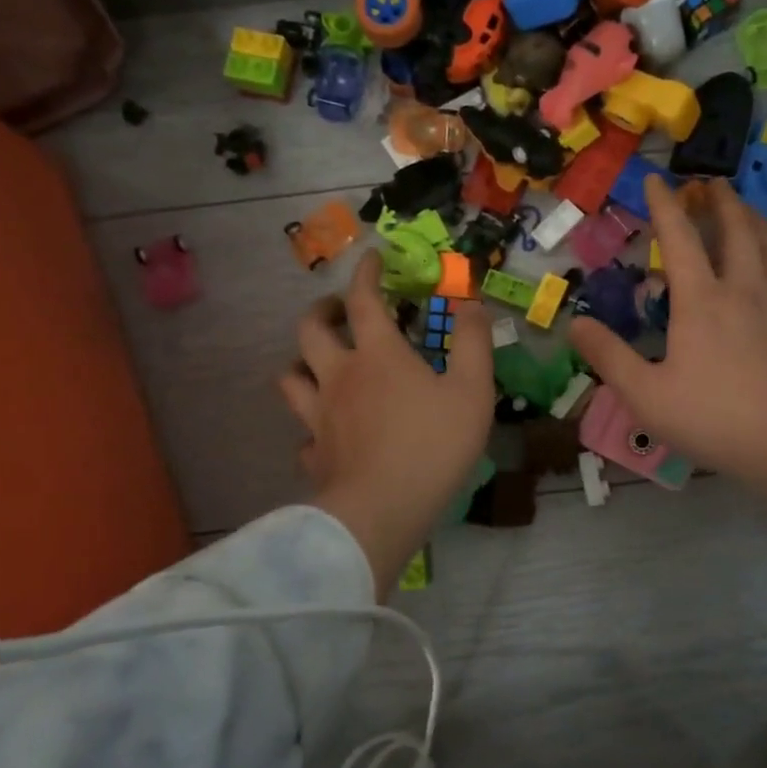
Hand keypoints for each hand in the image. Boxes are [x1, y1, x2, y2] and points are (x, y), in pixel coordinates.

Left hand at [280, 251, 494, 594]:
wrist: (383, 510)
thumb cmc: (434, 445)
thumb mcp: (473, 390)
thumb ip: (474, 343)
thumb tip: (472, 305)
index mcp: (377, 354)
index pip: (363, 298)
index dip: (366, 272)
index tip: (372, 258)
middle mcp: (339, 376)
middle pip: (310, 329)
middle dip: (322, 309)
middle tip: (338, 309)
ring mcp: (318, 416)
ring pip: (291, 376)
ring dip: (302, 361)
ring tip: (319, 363)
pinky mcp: (314, 453)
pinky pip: (303, 432)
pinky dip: (311, 424)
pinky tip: (326, 433)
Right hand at [568, 179, 766, 486]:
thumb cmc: (712, 419)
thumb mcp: (644, 394)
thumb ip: (608, 356)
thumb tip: (574, 322)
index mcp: (701, 300)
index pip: (678, 238)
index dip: (663, 205)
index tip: (655, 179)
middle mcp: (743, 292)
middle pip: (737, 230)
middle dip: (722, 201)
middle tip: (711, 184)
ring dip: (758, 224)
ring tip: (749, 214)